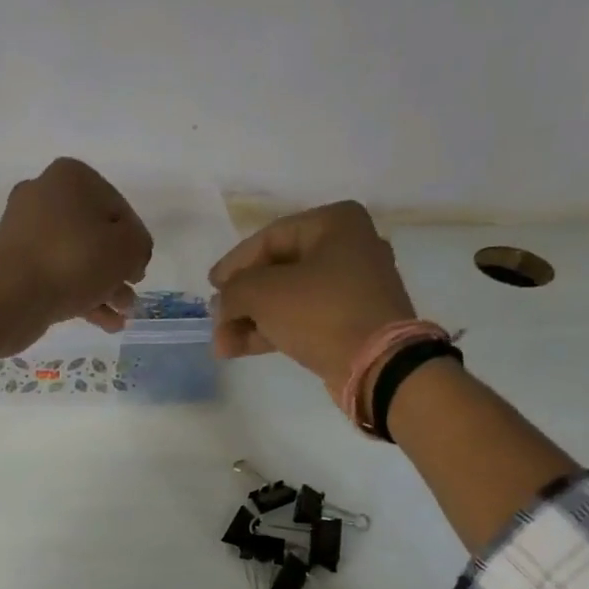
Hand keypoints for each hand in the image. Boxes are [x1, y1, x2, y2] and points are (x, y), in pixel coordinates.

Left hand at [0, 158, 152, 351]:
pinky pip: (57, 277)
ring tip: (122, 316)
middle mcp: (45, 196)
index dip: (135, 243)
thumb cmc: (73, 261)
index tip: (139, 271)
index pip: (119, 209)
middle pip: (96, 235)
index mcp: (71, 177)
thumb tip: (131, 256)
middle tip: (130, 297)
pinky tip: (104, 323)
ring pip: (77, 259)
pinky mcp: (15, 265)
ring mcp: (25, 232)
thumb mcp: (127, 248)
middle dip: (117, 270)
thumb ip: (140, 246)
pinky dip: (80, 297)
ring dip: (103, 288)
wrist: (8, 298)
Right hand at [209, 202, 416, 399]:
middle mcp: (349, 247)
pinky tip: (240, 349)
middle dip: (241, 300)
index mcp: (335, 223)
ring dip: (251, 321)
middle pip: (277, 270)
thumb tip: (222, 304)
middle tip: (216, 321)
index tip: (210, 286)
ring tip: (222, 345)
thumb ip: (233, 291)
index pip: (269, 238)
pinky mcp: (352, 321)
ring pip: (288, 299)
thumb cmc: (321, 313)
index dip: (234, 264)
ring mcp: (353, 288)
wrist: (377, 365)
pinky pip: (303, 319)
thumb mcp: (263, 293)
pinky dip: (273, 331)